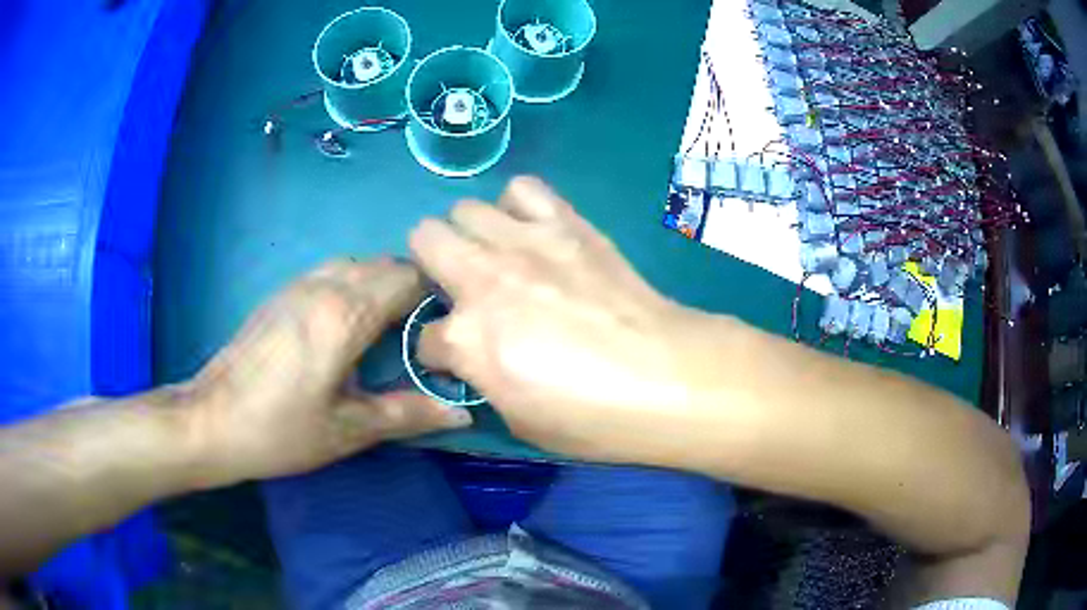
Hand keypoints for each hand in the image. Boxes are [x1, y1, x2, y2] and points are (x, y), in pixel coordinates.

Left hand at [183, 259, 471, 484]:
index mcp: (345, 315)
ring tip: (388, 328)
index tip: (447, 327)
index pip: (407, 278)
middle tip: (423, 334)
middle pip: (383, 265)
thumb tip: (463, 414)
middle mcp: (324, 286)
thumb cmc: (280, 430)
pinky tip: (347, 325)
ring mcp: (298, 285)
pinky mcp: (280, 294)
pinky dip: (353, 285)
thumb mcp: (348, 430)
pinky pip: (330, 272)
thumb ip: (408, 415)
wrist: (212, 420)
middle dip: (411, 289)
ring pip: (356, 264)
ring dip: (380, 285)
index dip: (435, 296)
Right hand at [409, 177, 705, 463]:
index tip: (460, 360)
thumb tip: (476, 362)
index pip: (425, 339)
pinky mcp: (564, 223)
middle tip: (464, 290)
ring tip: (500, 257)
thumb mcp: (519, 421)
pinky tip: (534, 232)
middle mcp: (482, 278)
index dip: (440, 354)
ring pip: (466, 208)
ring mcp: (523, 242)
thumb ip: (483, 381)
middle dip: (433, 266)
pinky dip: (519, 208)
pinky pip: (524, 189)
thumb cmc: (593, 417)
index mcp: (466, 339)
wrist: (665, 377)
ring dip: (473, 234)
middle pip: (424, 239)